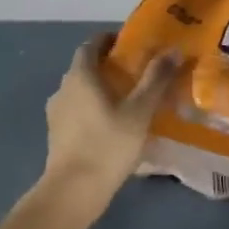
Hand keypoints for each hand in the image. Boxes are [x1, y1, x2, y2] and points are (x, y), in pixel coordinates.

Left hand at [39, 35, 178, 220]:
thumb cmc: (108, 144)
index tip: (130, 42)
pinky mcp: (57, 134)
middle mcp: (63, 88)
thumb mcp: (139, 111)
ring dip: (101, 89)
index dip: (109, 39)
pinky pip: (77, 111)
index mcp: (80, 76)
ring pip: (81, 91)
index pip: (91, 44)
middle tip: (137, 72)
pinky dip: (94, 109)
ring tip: (128, 100)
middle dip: (109, 65)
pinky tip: (113, 125)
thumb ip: (156, 79)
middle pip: (85, 67)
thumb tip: (172, 50)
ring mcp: (56, 113)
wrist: (74, 190)